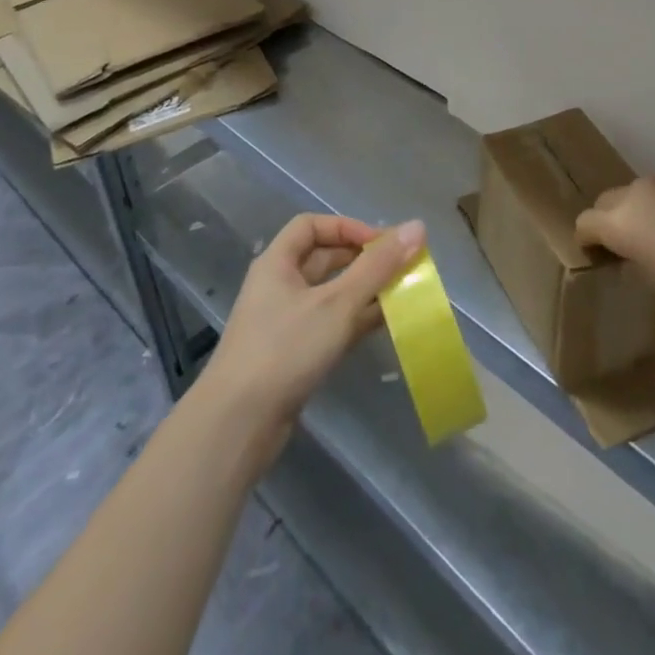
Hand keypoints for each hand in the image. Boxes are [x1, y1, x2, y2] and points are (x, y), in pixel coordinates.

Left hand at [200, 213, 425, 455]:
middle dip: (362, 260)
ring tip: (401, 295)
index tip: (380, 245)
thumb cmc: (285, 350)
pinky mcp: (293, 355)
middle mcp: (279, 286)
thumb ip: (378, 266)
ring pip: (331, 294)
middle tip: (400, 268)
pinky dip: (356, 320)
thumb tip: (418, 226)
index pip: (312, 225)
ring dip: (364, 292)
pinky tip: (386, 325)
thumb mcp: (337, 303)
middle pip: (324, 259)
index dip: (347, 227)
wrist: (236, 428)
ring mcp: (285, 323)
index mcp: (277, 263)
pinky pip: (330, 324)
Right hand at [576, 171, 654, 326]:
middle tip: (627, 247)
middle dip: (610, 220)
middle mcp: (637, 191)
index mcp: (620, 220)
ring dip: (639, 209)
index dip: (588, 241)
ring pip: (637, 191)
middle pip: (607, 200)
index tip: (599, 257)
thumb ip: (630, 261)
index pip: (586, 222)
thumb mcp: (652, 281)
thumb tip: (627, 256)